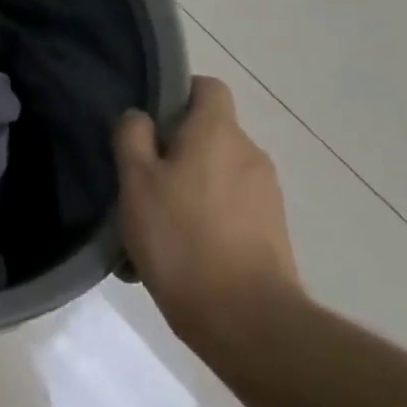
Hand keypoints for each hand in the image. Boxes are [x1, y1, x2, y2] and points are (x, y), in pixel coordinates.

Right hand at [115, 76, 303, 362]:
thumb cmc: (181, 238)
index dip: (178, 95)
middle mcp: (250, 153)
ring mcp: (267, 194)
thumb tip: (139, 117)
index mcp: (218, 131)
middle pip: (209, 134)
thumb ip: (132, 137)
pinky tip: (180, 253)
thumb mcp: (136, 181)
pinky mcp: (273, 232)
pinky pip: (231, 210)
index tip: (150, 125)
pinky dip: (208, 219)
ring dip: (190, 188)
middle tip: (142, 182)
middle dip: (178, 151)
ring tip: (157, 226)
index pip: (207, 87)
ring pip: (218, 175)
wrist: (246, 320)